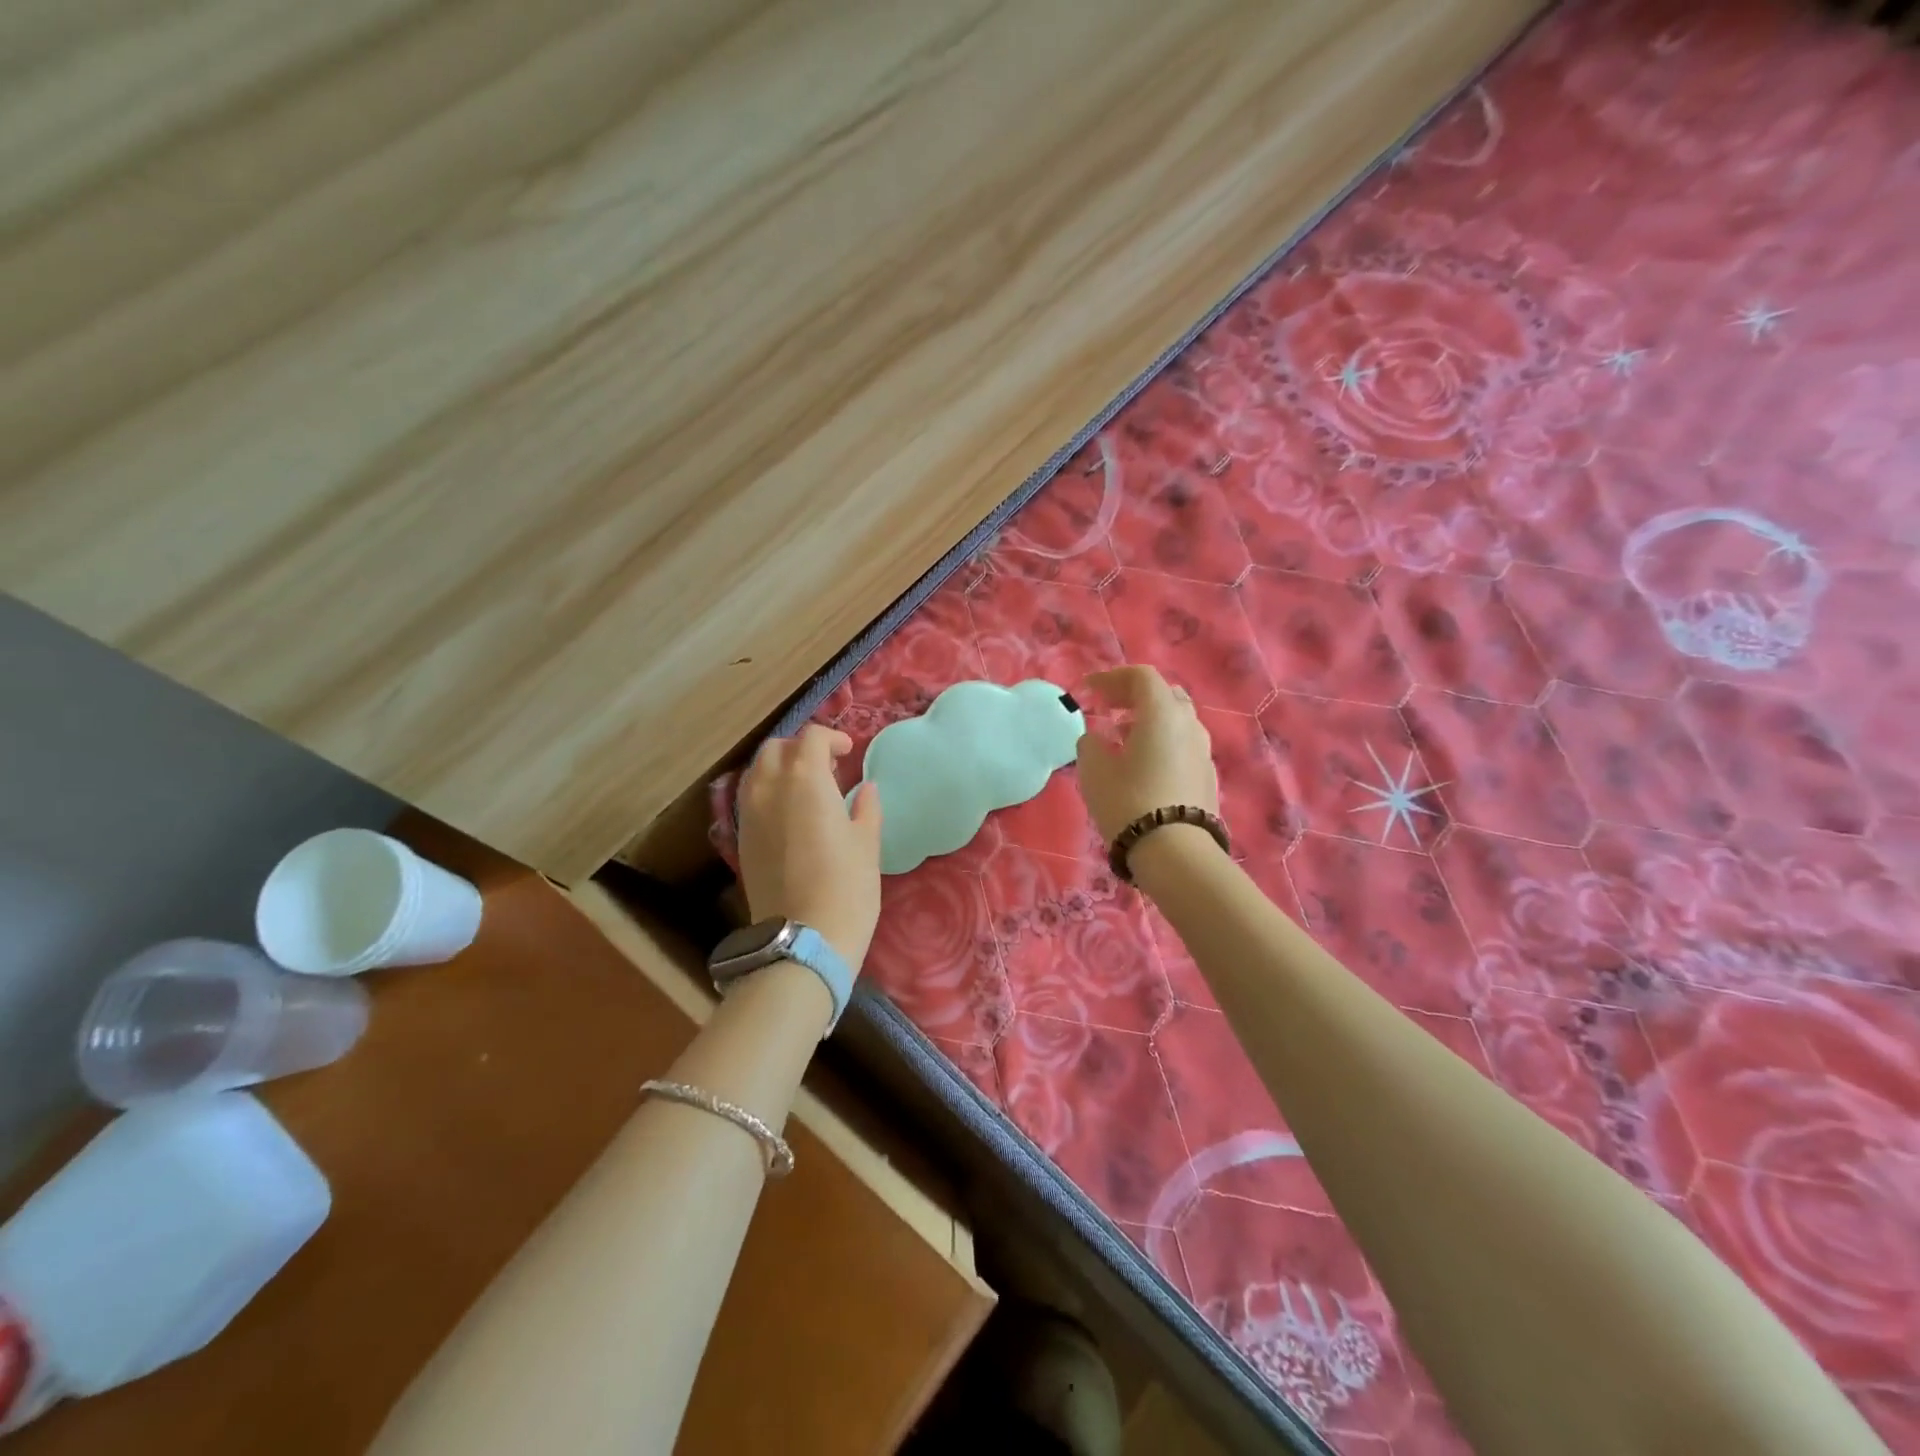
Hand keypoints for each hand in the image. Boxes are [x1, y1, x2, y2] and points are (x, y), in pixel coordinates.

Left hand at [737, 725, 883, 969]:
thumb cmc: (846, 887)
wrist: (803, 940)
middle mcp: (769, 788)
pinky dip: (768, 792)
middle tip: (827, 767)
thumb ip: (866, 808)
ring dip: (781, 768)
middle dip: (801, 749)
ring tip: (807, 789)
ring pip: (757, 771)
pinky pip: (750, 798)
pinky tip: (790, 814)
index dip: (832, 738)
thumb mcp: (867, 844)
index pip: (811, 738)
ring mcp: (749, 814)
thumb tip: (865, 789)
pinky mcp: (741, 840)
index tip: (848, 753)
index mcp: (804, 780)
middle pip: (777, 748)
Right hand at [1075, 666, 1219, 842]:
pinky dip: (1161, 742)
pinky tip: (1143, 765)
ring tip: (1122, 738)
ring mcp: (1203, 750)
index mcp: (1162, 713)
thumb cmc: (1128, 802)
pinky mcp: (1207, 775)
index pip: (1141, 676)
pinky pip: (1182, 745)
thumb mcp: (1093, 770)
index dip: (1112, 678)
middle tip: (1108, 708)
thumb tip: (1096, 738)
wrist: (1175, 853)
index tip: (1088, 691)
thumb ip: (1090, 743)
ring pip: (1176, 721)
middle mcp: (1189, 724)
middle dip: (1134, 696)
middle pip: (1164, 694)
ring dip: (1149, 720)